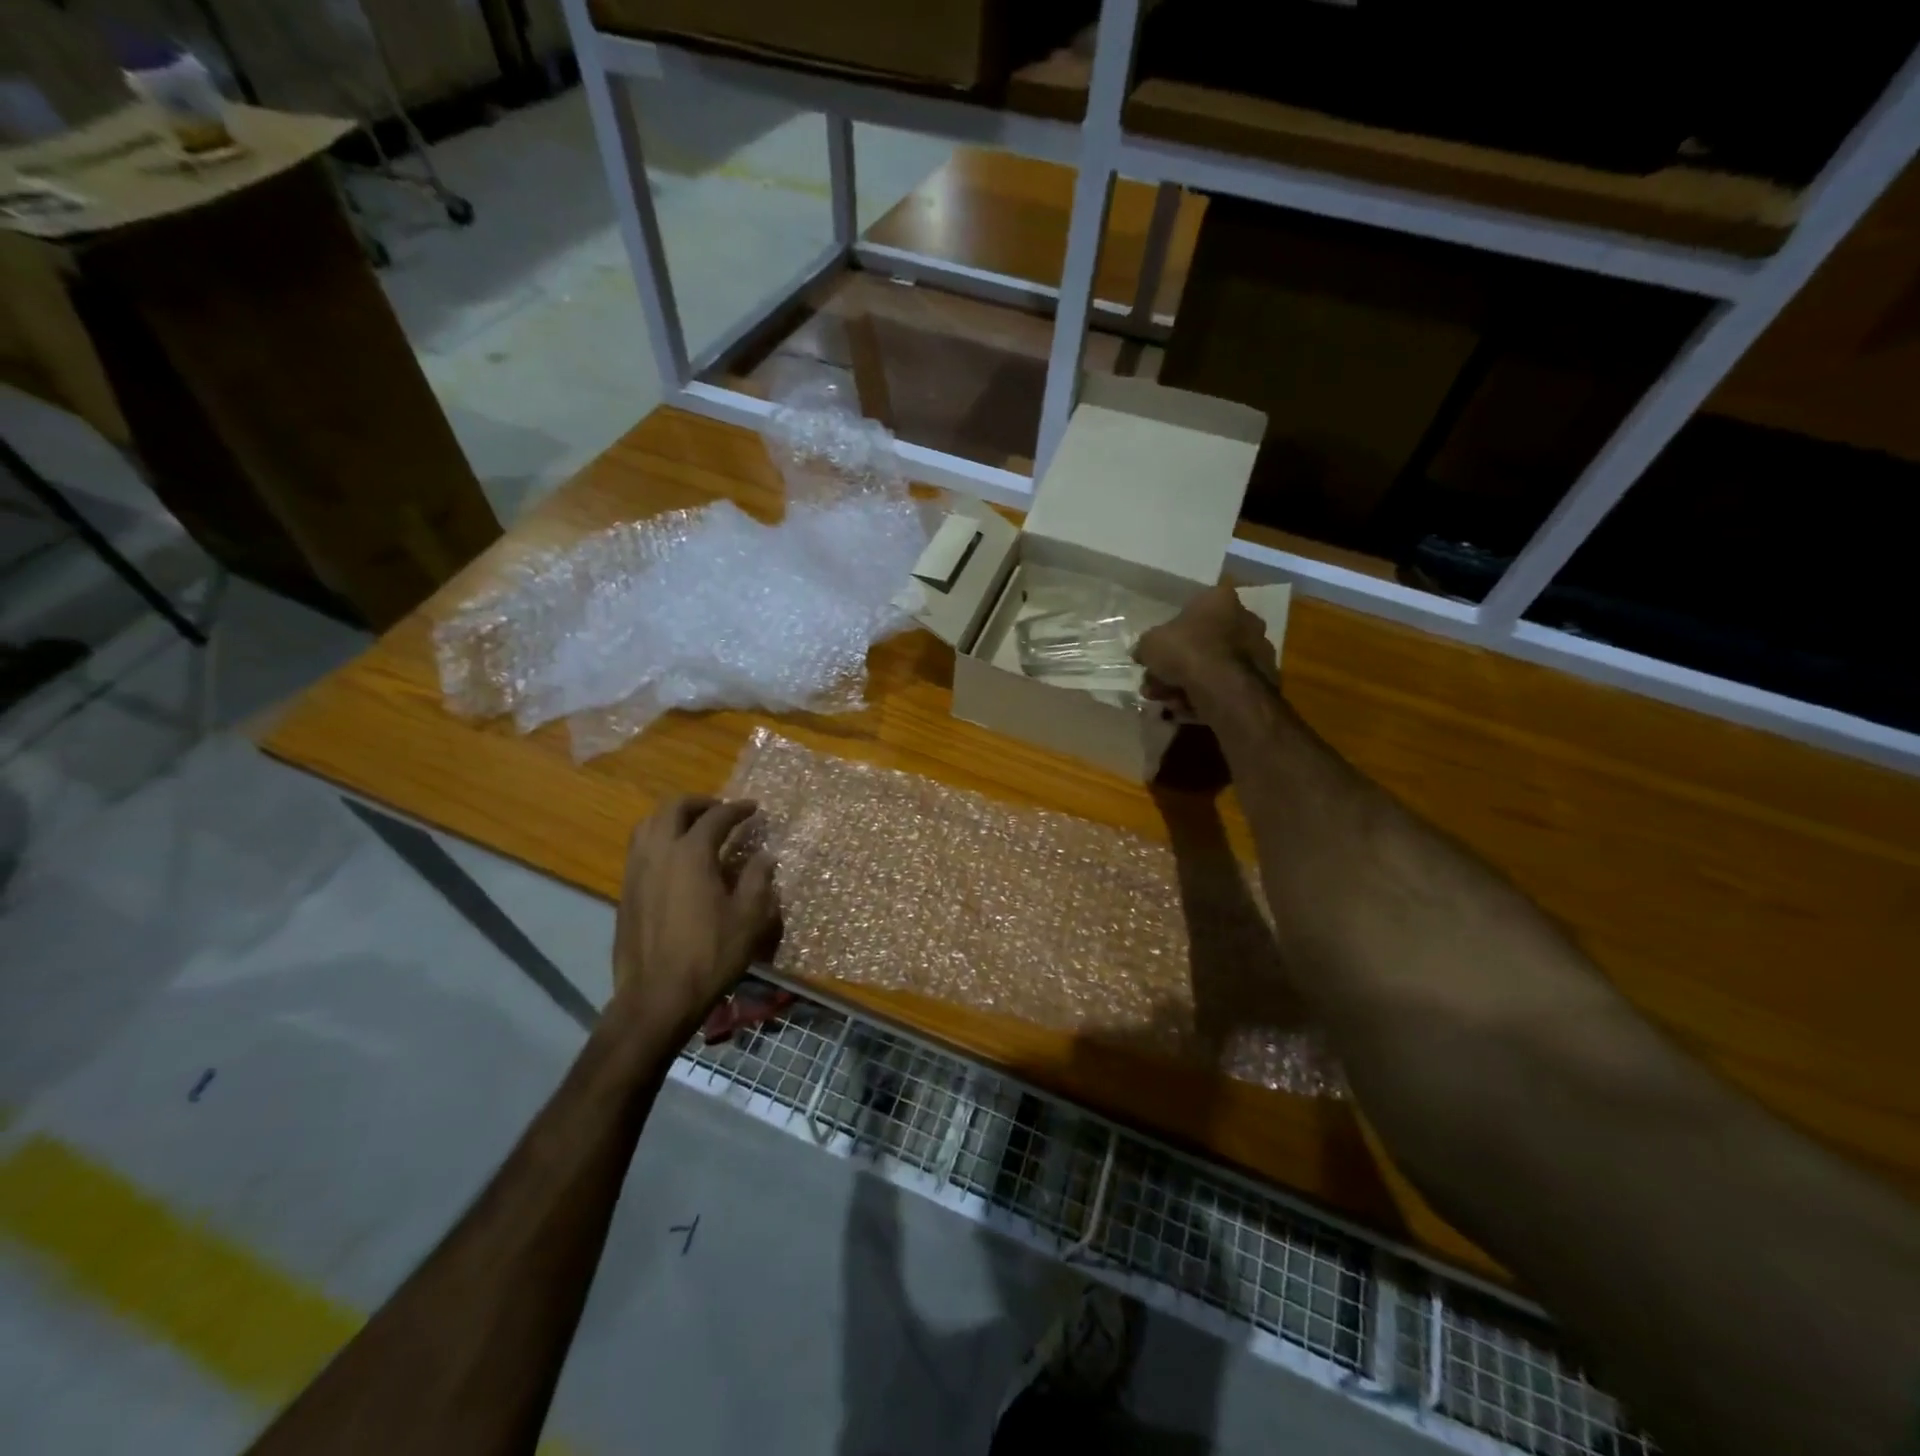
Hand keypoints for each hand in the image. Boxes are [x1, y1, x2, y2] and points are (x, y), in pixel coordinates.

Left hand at [611, 797, 779, 1032]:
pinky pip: (640, 847)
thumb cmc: (710, 955)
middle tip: (721, 810)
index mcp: (692, 853)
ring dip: (673, 817)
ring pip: (649, 823)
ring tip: (694, 827)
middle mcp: (659, 852)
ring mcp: (637, 870)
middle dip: (700, 803)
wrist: (657, 996)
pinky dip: (659, 838)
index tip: (753, 808)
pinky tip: (674, 858)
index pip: (717, 816)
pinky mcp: (626, 890)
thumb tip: (765, 856)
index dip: (738, 809)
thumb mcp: (748, 918)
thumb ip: (757, 880)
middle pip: (674, 807)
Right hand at [1134, 583, 1278, 722]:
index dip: (1169, 634)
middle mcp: (1245, 618)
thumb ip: (1146, 646)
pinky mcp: (1263, 679)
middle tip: (1155, 684)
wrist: (1225, 689)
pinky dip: (1206, 697)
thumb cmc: (1187, 652)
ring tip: (1167, 703)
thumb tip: (1143, 654)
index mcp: (1219, 599)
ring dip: (1187, 685)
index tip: (1156, 654)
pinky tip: (1186, 711)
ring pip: (1213, 668)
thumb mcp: (1150, 644)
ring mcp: (1258, 650)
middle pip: (1202, 643)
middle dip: (1176, 666)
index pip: (1191, 610)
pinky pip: (1225, 687)